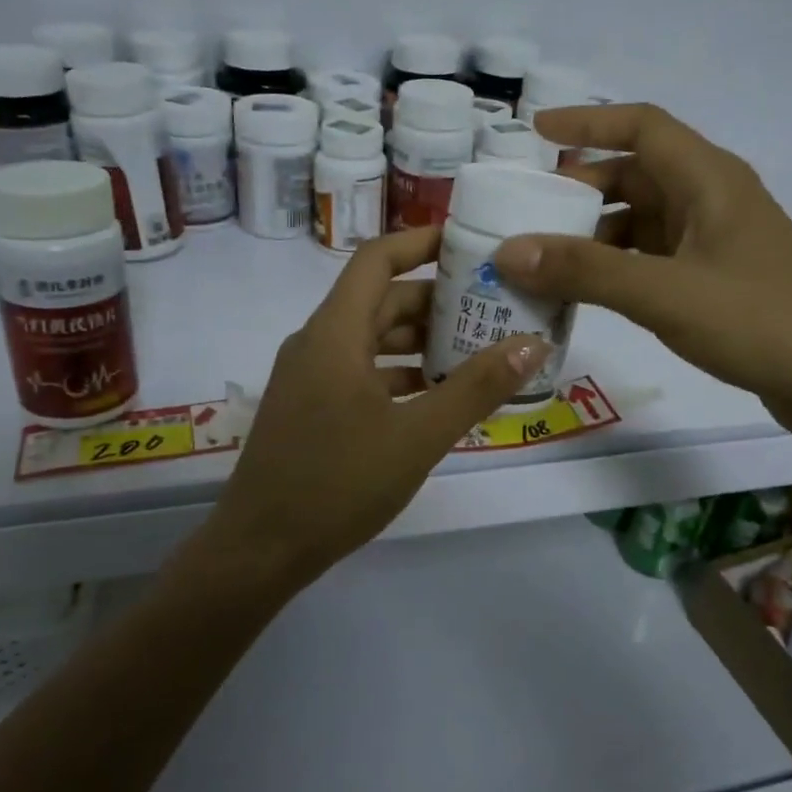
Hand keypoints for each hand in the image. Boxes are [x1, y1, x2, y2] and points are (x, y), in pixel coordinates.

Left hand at [203, 227, 551, 582]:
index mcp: (335, 333)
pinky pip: (360, 372)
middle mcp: (317, 344)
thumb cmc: (338, 484)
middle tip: (491, 308)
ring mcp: (309, 378)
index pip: (377, 259)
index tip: (467, 244)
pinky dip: (398, 373)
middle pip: (380, 301)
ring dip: (418, 341)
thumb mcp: (418, 436)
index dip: (420, 242)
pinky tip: (435, 396)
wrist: (260, 550)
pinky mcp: (310, 408)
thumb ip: (476, 387)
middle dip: (435, 300)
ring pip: (371, 339)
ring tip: (475, 351)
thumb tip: (531, 343)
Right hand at [494, 104, 791, 437]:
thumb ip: (585, 271)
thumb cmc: (758, 322)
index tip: (535, 133)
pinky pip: (652, 259)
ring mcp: (715, 242)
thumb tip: (510, 251)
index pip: (642, 126)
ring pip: (642, 221)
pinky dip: (616, 268)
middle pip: (636, 175)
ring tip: (543, 260)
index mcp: (709, 180)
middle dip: (580, 189)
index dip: (587, 123)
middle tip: (527, 213)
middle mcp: (712, 200)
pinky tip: (585, 294)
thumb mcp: (664, 293)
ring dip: (594, 235)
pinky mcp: (715, 280)